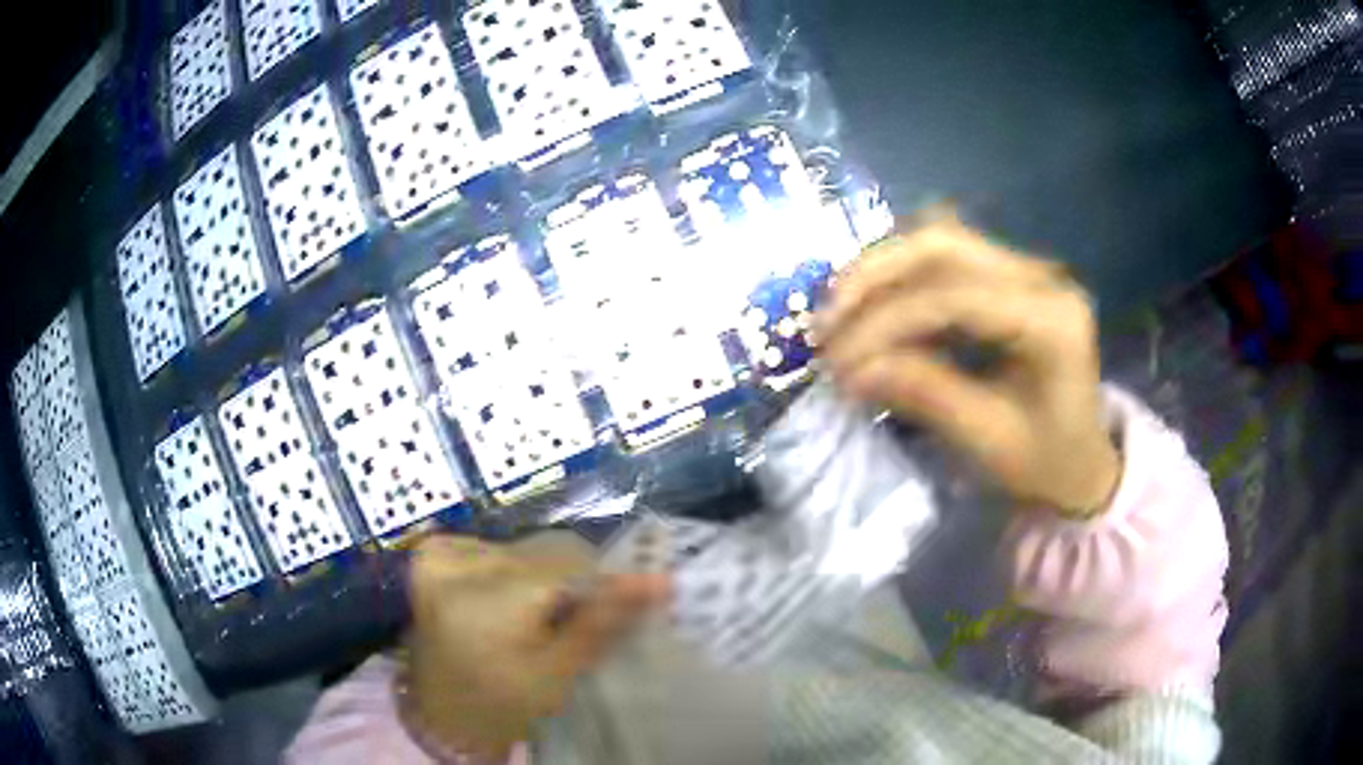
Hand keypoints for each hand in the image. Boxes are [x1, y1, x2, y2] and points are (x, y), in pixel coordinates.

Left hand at [404, 534, 668, 758]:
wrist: (442, 710)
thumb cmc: (502, 702)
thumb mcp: (557, 673)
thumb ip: (602, 622)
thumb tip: (659, 581)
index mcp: (485, 600)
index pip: (568, 565)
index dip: (606, 580)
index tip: (643, 593)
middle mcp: (457, 563)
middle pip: (545, 551)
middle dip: (573, 581)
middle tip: (583, 616)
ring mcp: (439, 553)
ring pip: (524, 547)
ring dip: (544, 574)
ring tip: (543, 614)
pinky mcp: (433, 552)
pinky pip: (495, 546)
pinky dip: (513, 568)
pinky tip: (509, 599)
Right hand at [816, 219, 1120, 513]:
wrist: (1084, 461)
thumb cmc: (1046, 462)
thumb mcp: (989, 440)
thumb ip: (926, 394)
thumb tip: (851, 369)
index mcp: (1053, 320)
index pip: (957, 296)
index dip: (889, 321)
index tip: (838, 360)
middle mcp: (1041, 276)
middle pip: (944, 243)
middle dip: (875, 275)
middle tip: (825, 320)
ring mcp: (1025, 269)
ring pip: (938, 240)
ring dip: (881, 270)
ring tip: (839, 313)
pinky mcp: (1008, 276)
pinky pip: (944, 259)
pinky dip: (899, 279)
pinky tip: (871, 309)